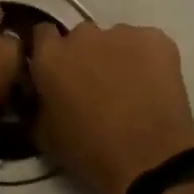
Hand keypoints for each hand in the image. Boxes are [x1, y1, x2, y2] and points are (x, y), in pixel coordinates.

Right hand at [30, 22, 193, 193]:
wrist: (151, 160)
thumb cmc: (90, 152)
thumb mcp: (44, 134)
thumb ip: (36, 102)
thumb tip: (40, 92)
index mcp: (51, 55)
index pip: (42, 33)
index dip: (50, 50)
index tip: (57, 70)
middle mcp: (83, 35)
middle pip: (81, 37)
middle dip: (85, 55)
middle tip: (96, 85)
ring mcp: (122, 33)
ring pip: (116, 40)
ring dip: (117, 57)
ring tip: (130, 90)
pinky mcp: (157, 39)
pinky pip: (147, 44)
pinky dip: (148, 60)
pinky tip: (153, 87)